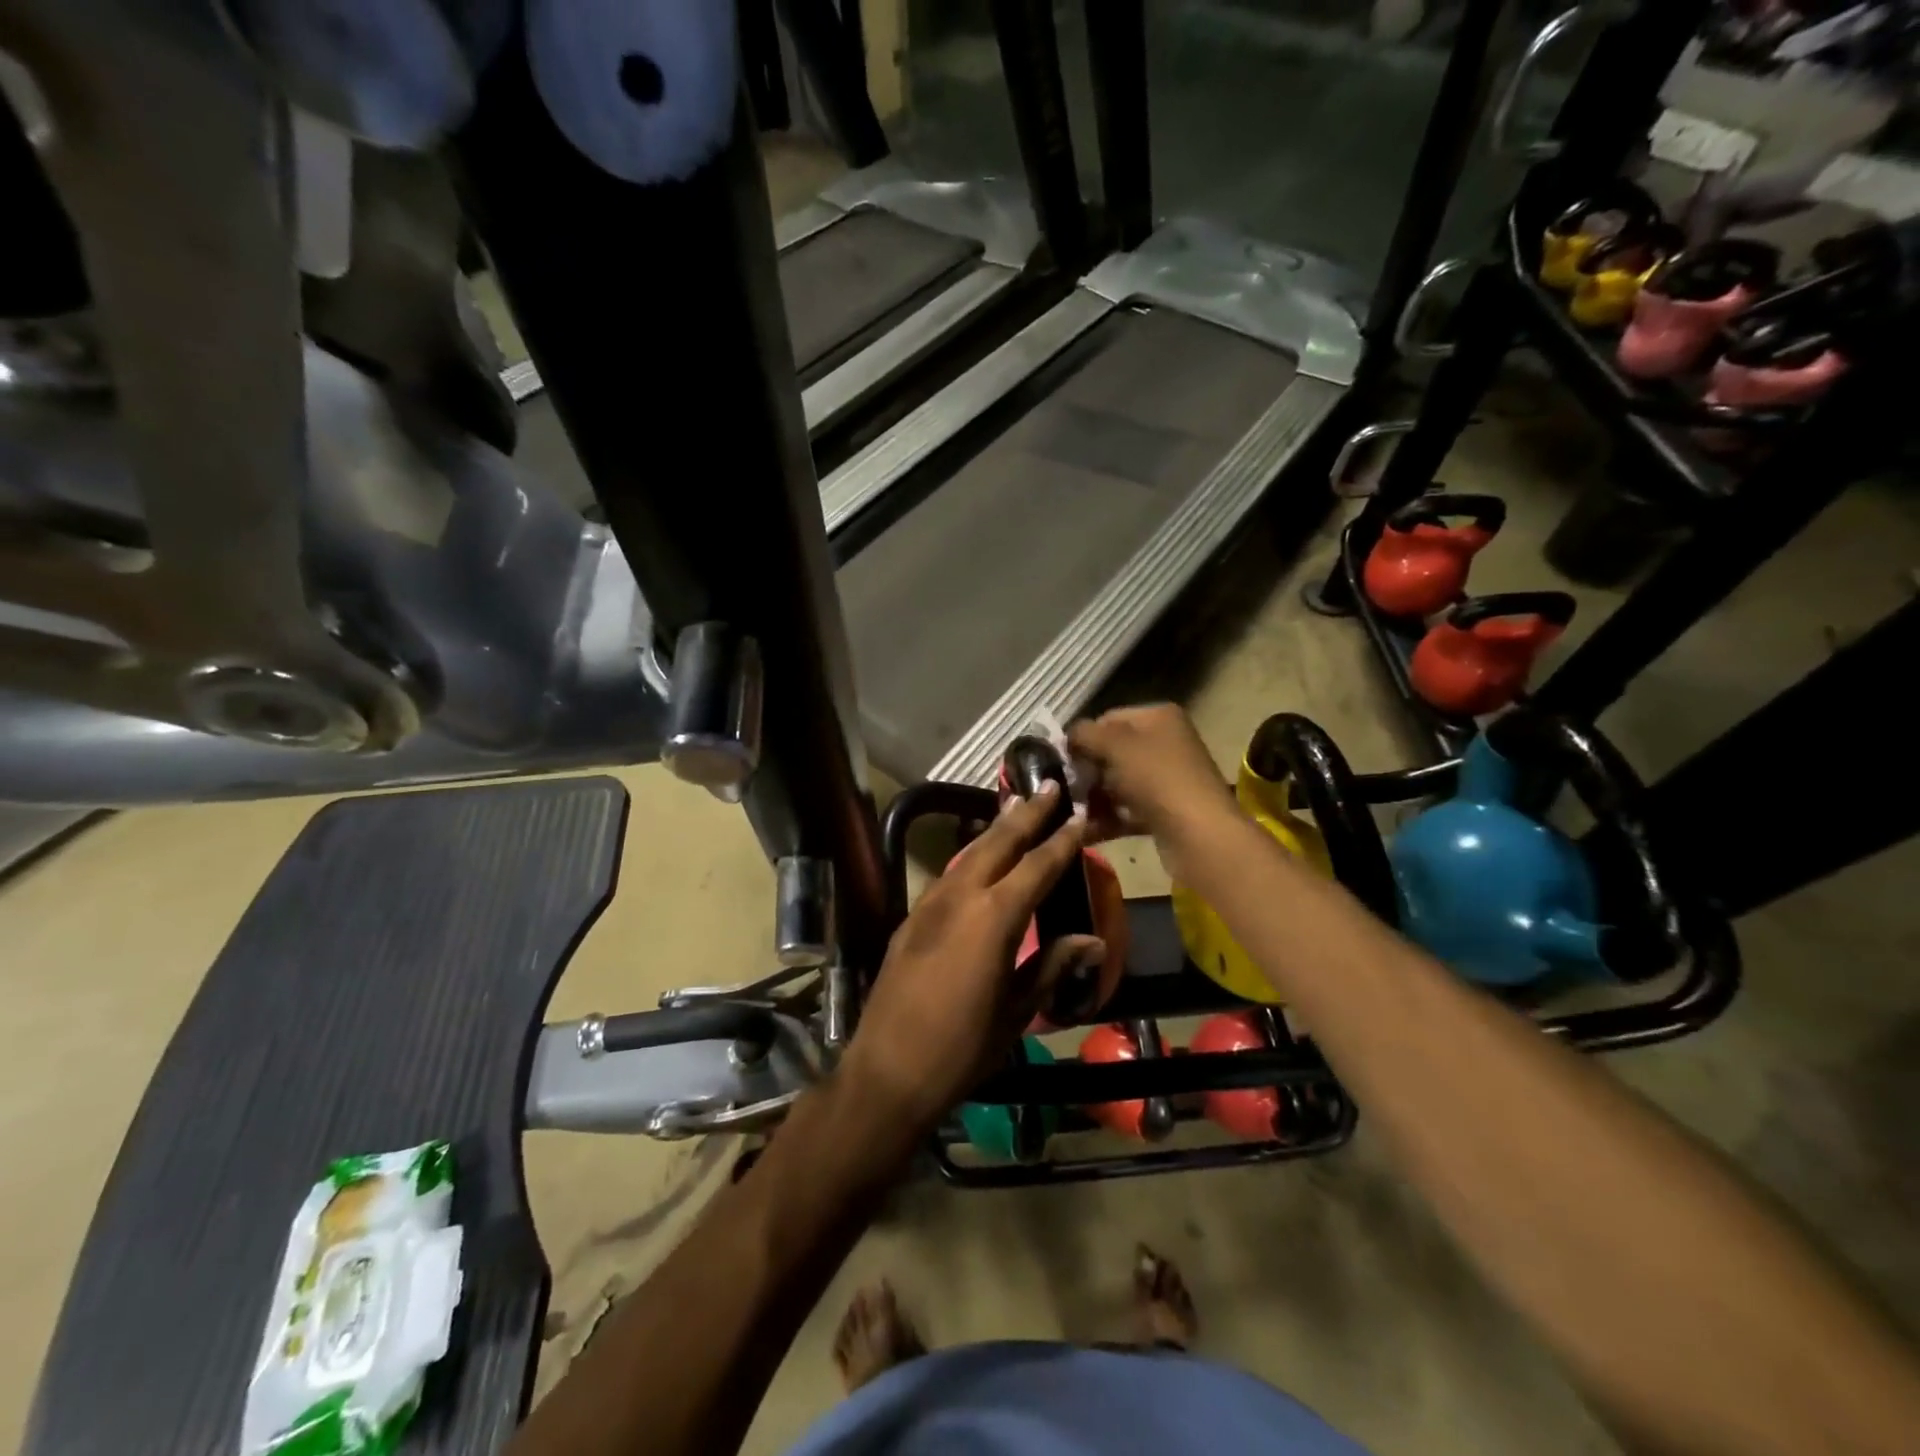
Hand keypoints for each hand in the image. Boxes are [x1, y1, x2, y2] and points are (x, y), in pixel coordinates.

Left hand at [841, 783, 1102, 1130]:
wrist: (888, 1071)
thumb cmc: (962, 1049)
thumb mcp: (1016, 1011)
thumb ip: (1051, 965)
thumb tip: (1093, 940)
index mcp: (993, 919)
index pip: (1036, 867)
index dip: (1060, 841)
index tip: (1078, 816)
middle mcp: (959, 897)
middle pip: (997, 842)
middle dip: (1025, 814)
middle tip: (1047, 786)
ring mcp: (929, 904)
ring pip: (967, 852)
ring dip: (995, 828)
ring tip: (1016, 807)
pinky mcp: (910, 917)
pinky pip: (947, 873)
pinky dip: (970, 854)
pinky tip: (978, 854)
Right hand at [1068, 705, 1237, 872]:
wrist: (1198, 834)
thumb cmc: (1155, 777)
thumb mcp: (1113, 745)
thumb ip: (1084, 734)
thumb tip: (1067, 737)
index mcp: (1158, 717)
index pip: (1108, 719)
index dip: (1083, 737)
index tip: (1063, 760)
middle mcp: (1166, 743)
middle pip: (1112, 752)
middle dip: (1087, 771)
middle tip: (1065, 788)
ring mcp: (1166, 779)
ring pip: (1118, 783)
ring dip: (1093, 798)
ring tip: (1070, 812)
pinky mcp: (1165, 811)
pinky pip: (1127, 810)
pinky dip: (1107, 819)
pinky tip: (1083, 831)